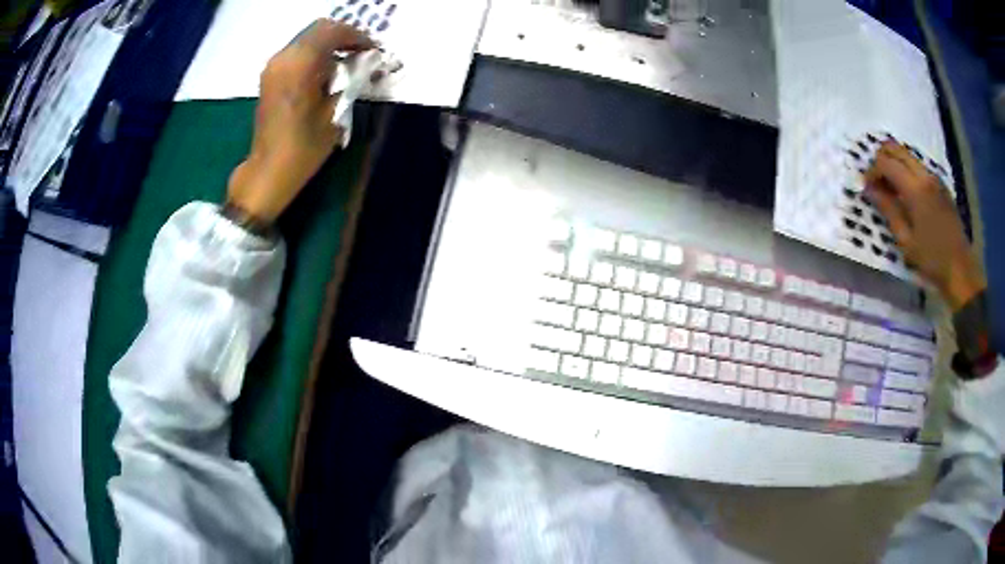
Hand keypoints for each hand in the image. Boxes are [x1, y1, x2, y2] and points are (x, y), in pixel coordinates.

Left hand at [227, 19, 374, 224]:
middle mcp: (284, 57)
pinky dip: (315, 54)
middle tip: (362, 54)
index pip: (334, 31)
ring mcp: (274, 66)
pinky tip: (327, 72)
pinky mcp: (270, 76)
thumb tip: (366, 62)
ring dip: (329, 45)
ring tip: (347, 63)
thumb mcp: (335, 112)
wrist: (268, 170)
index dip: (357, 37)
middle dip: (344, 37)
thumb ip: (350, 79)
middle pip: (319, 29)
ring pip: (307, 39)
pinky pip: (297, 52)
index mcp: (300, 64)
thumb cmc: (303, 147)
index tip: (373, 51)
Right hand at [864, 141, 982, 310]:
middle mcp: (925, 175)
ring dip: (895, 164)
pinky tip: (907, 194)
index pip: (886, 163)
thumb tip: (869, 188)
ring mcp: (935, 178)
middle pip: (896, 149)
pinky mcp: (941, 185)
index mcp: (915, 189)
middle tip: (876, 180)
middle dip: (882, 159)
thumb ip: (888, 209)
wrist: (960, 269)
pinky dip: (908, 171)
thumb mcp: (906, 241)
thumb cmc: (932, 260)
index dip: (872, 170)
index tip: (866, 186)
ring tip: (890, 188)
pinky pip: (919, 167)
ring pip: (908, 155)